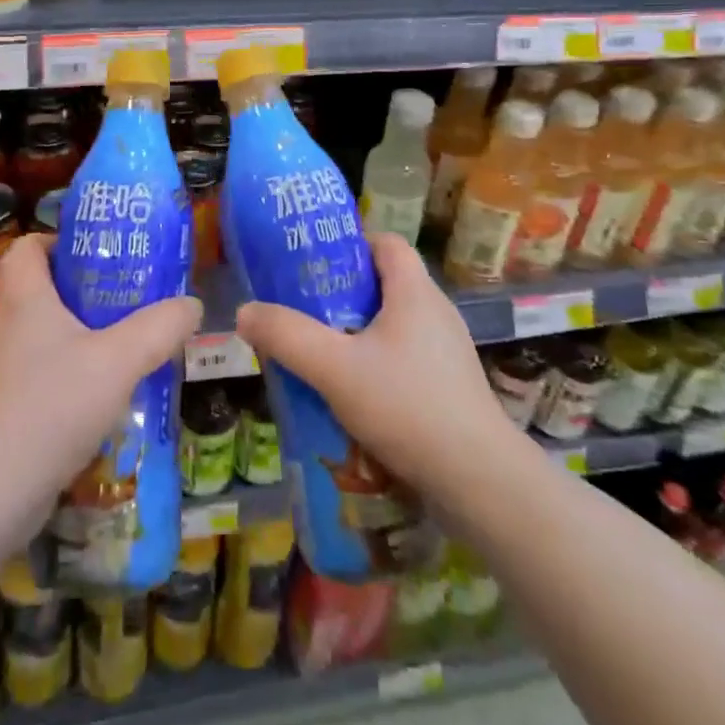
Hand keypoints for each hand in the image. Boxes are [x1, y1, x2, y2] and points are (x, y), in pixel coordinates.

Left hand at [0, 235, 202, 502]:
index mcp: (24, 300)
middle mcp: (2, 327)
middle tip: (119, 298)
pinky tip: (94, 398)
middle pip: (34, 290)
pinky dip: (60, 375)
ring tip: (115, 347)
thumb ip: (160, 328)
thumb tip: (191, 305)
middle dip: (75, 290)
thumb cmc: (53, 405)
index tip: (92, 253)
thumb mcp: (120, 360)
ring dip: (71, 337)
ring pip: (34, 337)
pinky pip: (32, 375)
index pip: (25, 248)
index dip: (54, 241)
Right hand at [234, 233, 520, 509]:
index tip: (315, 264)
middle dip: (342, 294)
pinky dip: (378, 365)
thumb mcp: (334, 368)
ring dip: (358, 333)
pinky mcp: (450, 387)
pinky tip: (354, 396)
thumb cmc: (407, 406)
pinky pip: (406, 359)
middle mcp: (436, 312)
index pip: (385, 242)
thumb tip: (245, 312)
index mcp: (415, 291)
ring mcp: (448, 352)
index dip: (350, 244)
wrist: (480, 481)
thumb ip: (286, 336)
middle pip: (385, 283)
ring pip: (394, 325)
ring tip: (322, 354)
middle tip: (305, 310)